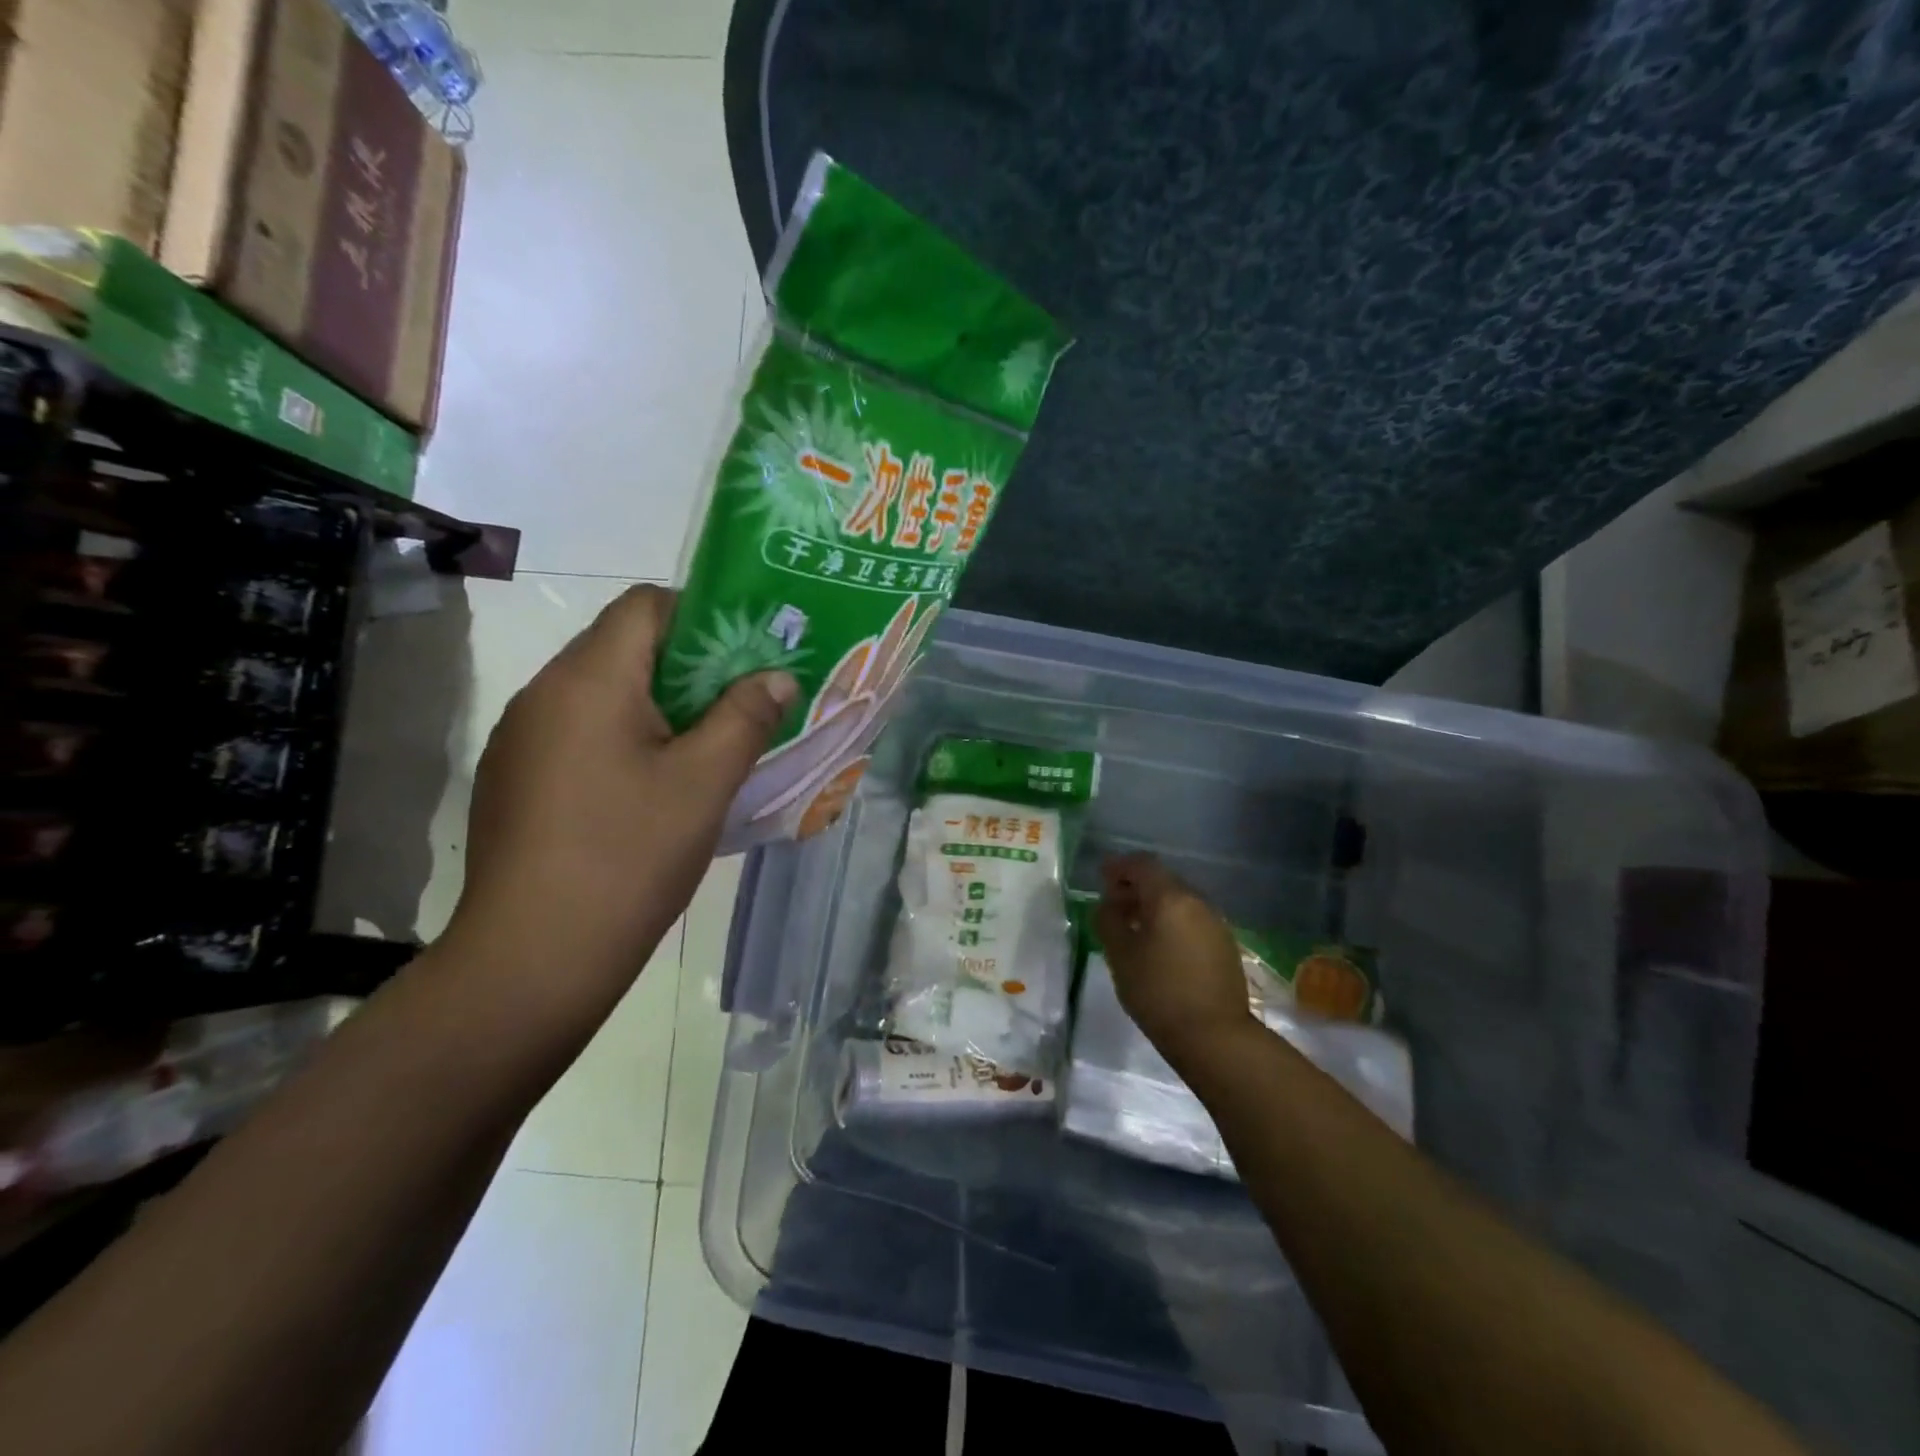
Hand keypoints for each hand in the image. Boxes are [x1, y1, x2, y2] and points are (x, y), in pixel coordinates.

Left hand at [442, 585, 796, 1021]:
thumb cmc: (629, 856)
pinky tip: (648, 790)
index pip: (644, 604)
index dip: (700, 616)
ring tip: (702, 749)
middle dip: (686, 666)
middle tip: (737, 706)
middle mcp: (543, 693)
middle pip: (622, 646)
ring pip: (600, 693)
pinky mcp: (514, 779)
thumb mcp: (705, 783)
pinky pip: (578, 732)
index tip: (742, 658)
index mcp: (588, 680)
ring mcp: (520, 739)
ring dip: (655, 705)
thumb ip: (745, 718)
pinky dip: (621, 739)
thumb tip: (777, 678)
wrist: (533, 957)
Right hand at [1095, 854, 1253, 1065]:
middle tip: (1113, 906)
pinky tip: (1159, 946)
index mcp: (1170, 898)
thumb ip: (1109, 921)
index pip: (1142, 865)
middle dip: (1135, 887)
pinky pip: (1192, 920)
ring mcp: (1215, 923)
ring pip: (1178, 901)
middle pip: (1162, 881)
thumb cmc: (1158, 991)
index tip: (1101, 877)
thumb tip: (1107, 904)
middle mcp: (1197, 902)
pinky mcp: (1225, 945)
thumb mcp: (1120, 955)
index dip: (1119, 867)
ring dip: (1154, 906)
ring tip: (1133, 928)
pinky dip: (1171, 922)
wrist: (1215, 1037)